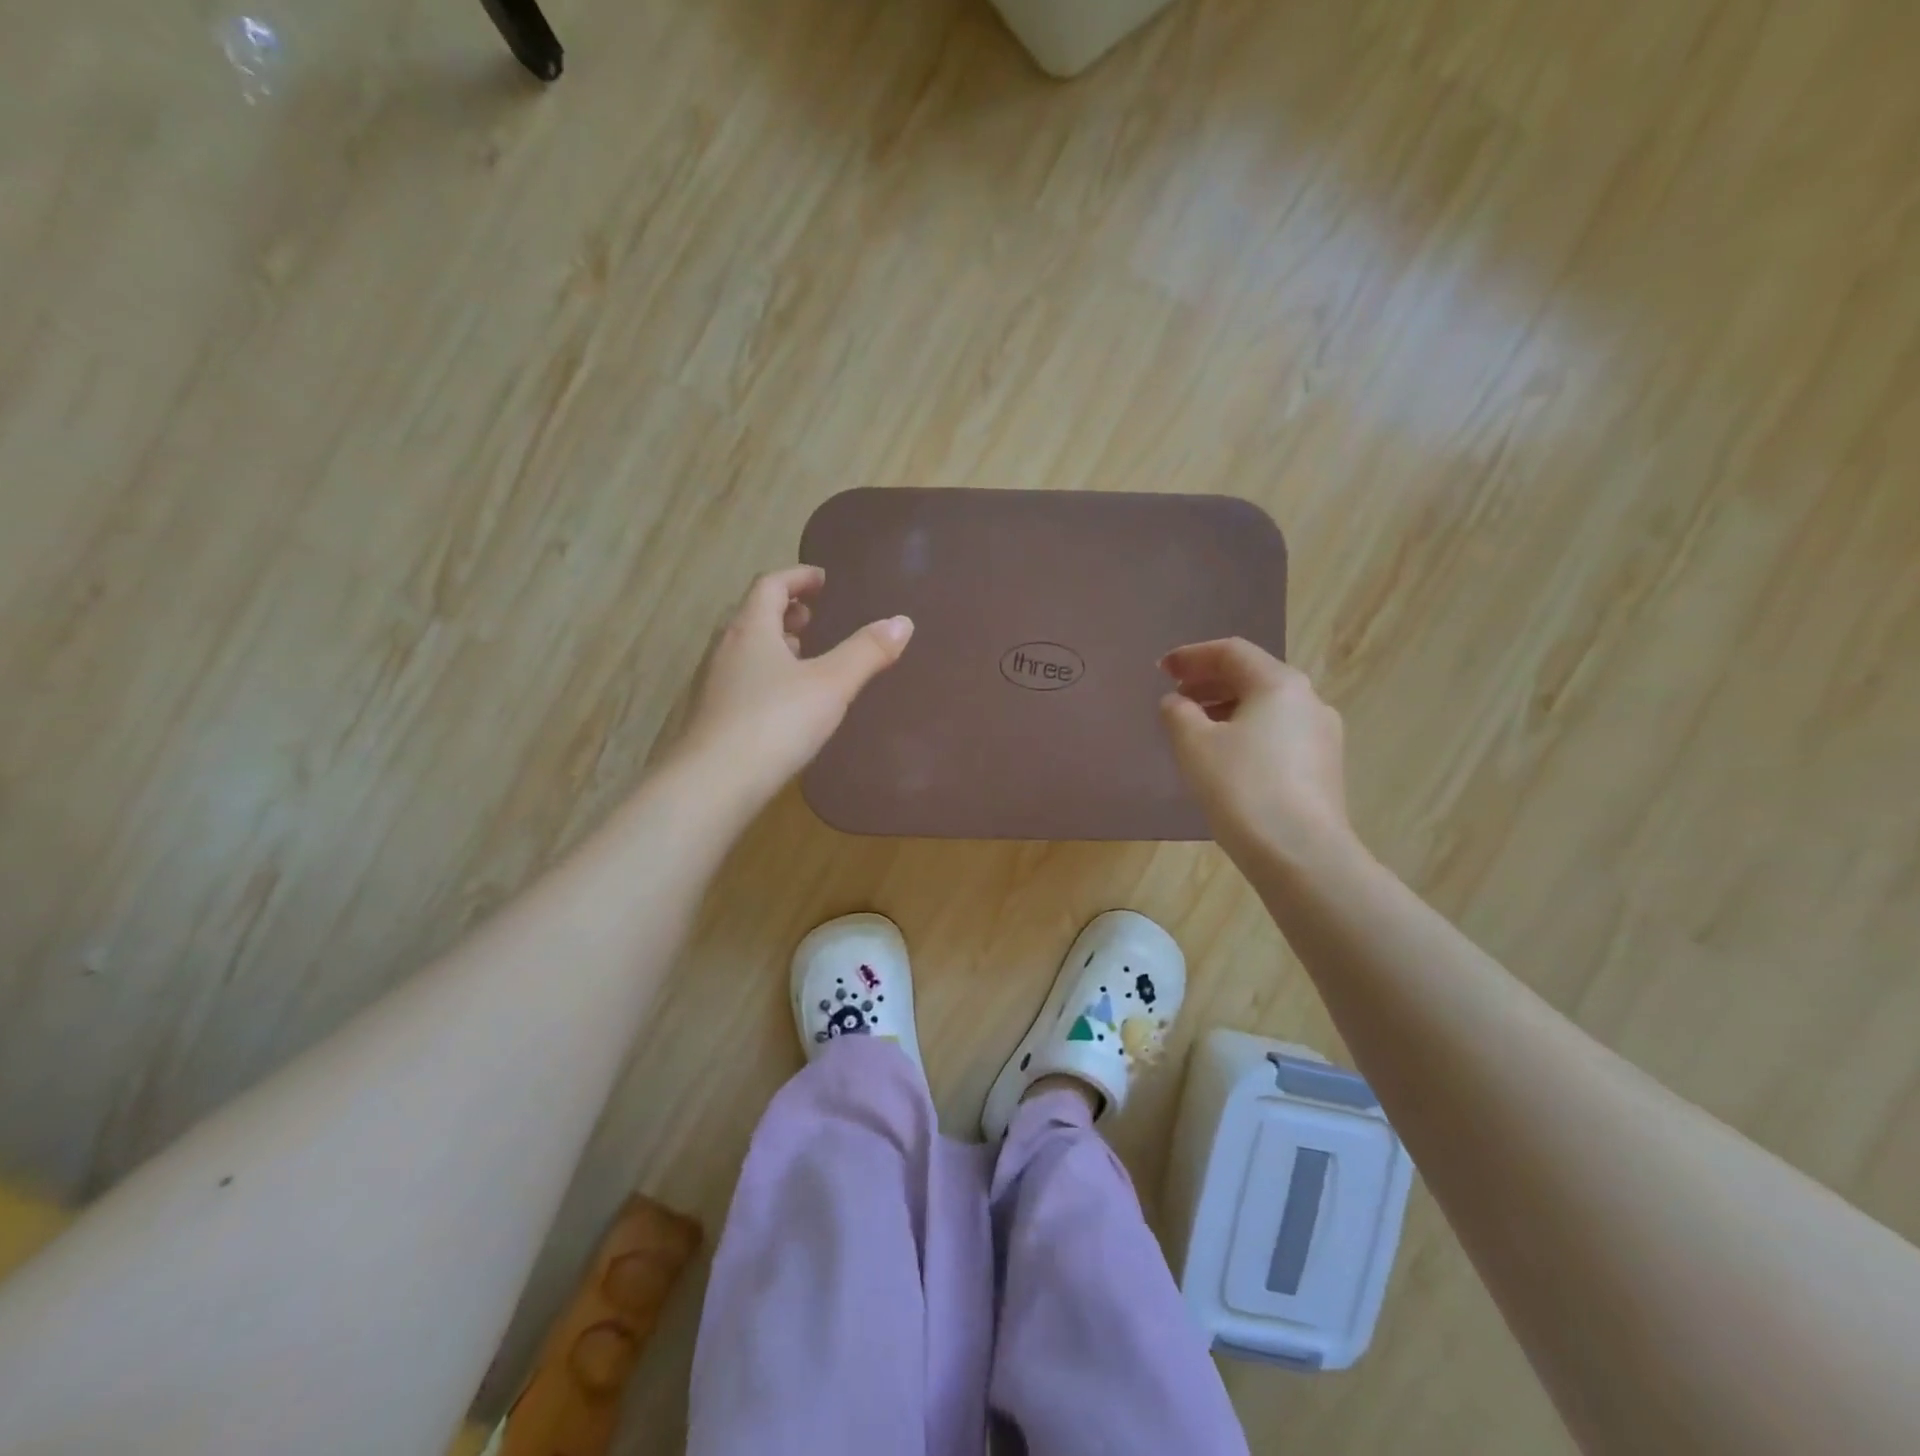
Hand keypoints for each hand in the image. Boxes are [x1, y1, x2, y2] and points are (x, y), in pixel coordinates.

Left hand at [676, 566, 912, 802]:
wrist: (714, 783)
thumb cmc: (775, 722)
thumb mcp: (831, 684)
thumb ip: (866, 652)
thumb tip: (902, 622)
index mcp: (751, 629)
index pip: (770, 585)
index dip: (798, 577)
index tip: (823, 580)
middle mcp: (726, 648)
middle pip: (753, 615)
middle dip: (785, 610)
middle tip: (813, 616)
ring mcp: (714, 683)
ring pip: (746, 649)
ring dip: (774, 644)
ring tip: (803, 654)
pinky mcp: (713, 716)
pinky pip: (742, 679)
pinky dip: (766, 674)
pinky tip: (785, 701)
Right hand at [1159, 638, 1353, 864]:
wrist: (1300, 853)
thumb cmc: (1242, 787)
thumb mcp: (1195, 744)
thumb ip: (1178, 713)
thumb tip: (1177, 702)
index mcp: (1279, 684)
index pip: (1231, 652)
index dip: (1192, 656)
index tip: (1162, 669)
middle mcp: (1308, 701)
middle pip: (1252, 677)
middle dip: (1209, 682)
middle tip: (1175, 696)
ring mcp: (1321, 736)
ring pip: (1267, 708)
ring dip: (1227, 708)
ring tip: (1194, 728)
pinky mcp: (1323, 768)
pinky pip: (1277, 734)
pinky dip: (1246, 732)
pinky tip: (1225, 757)